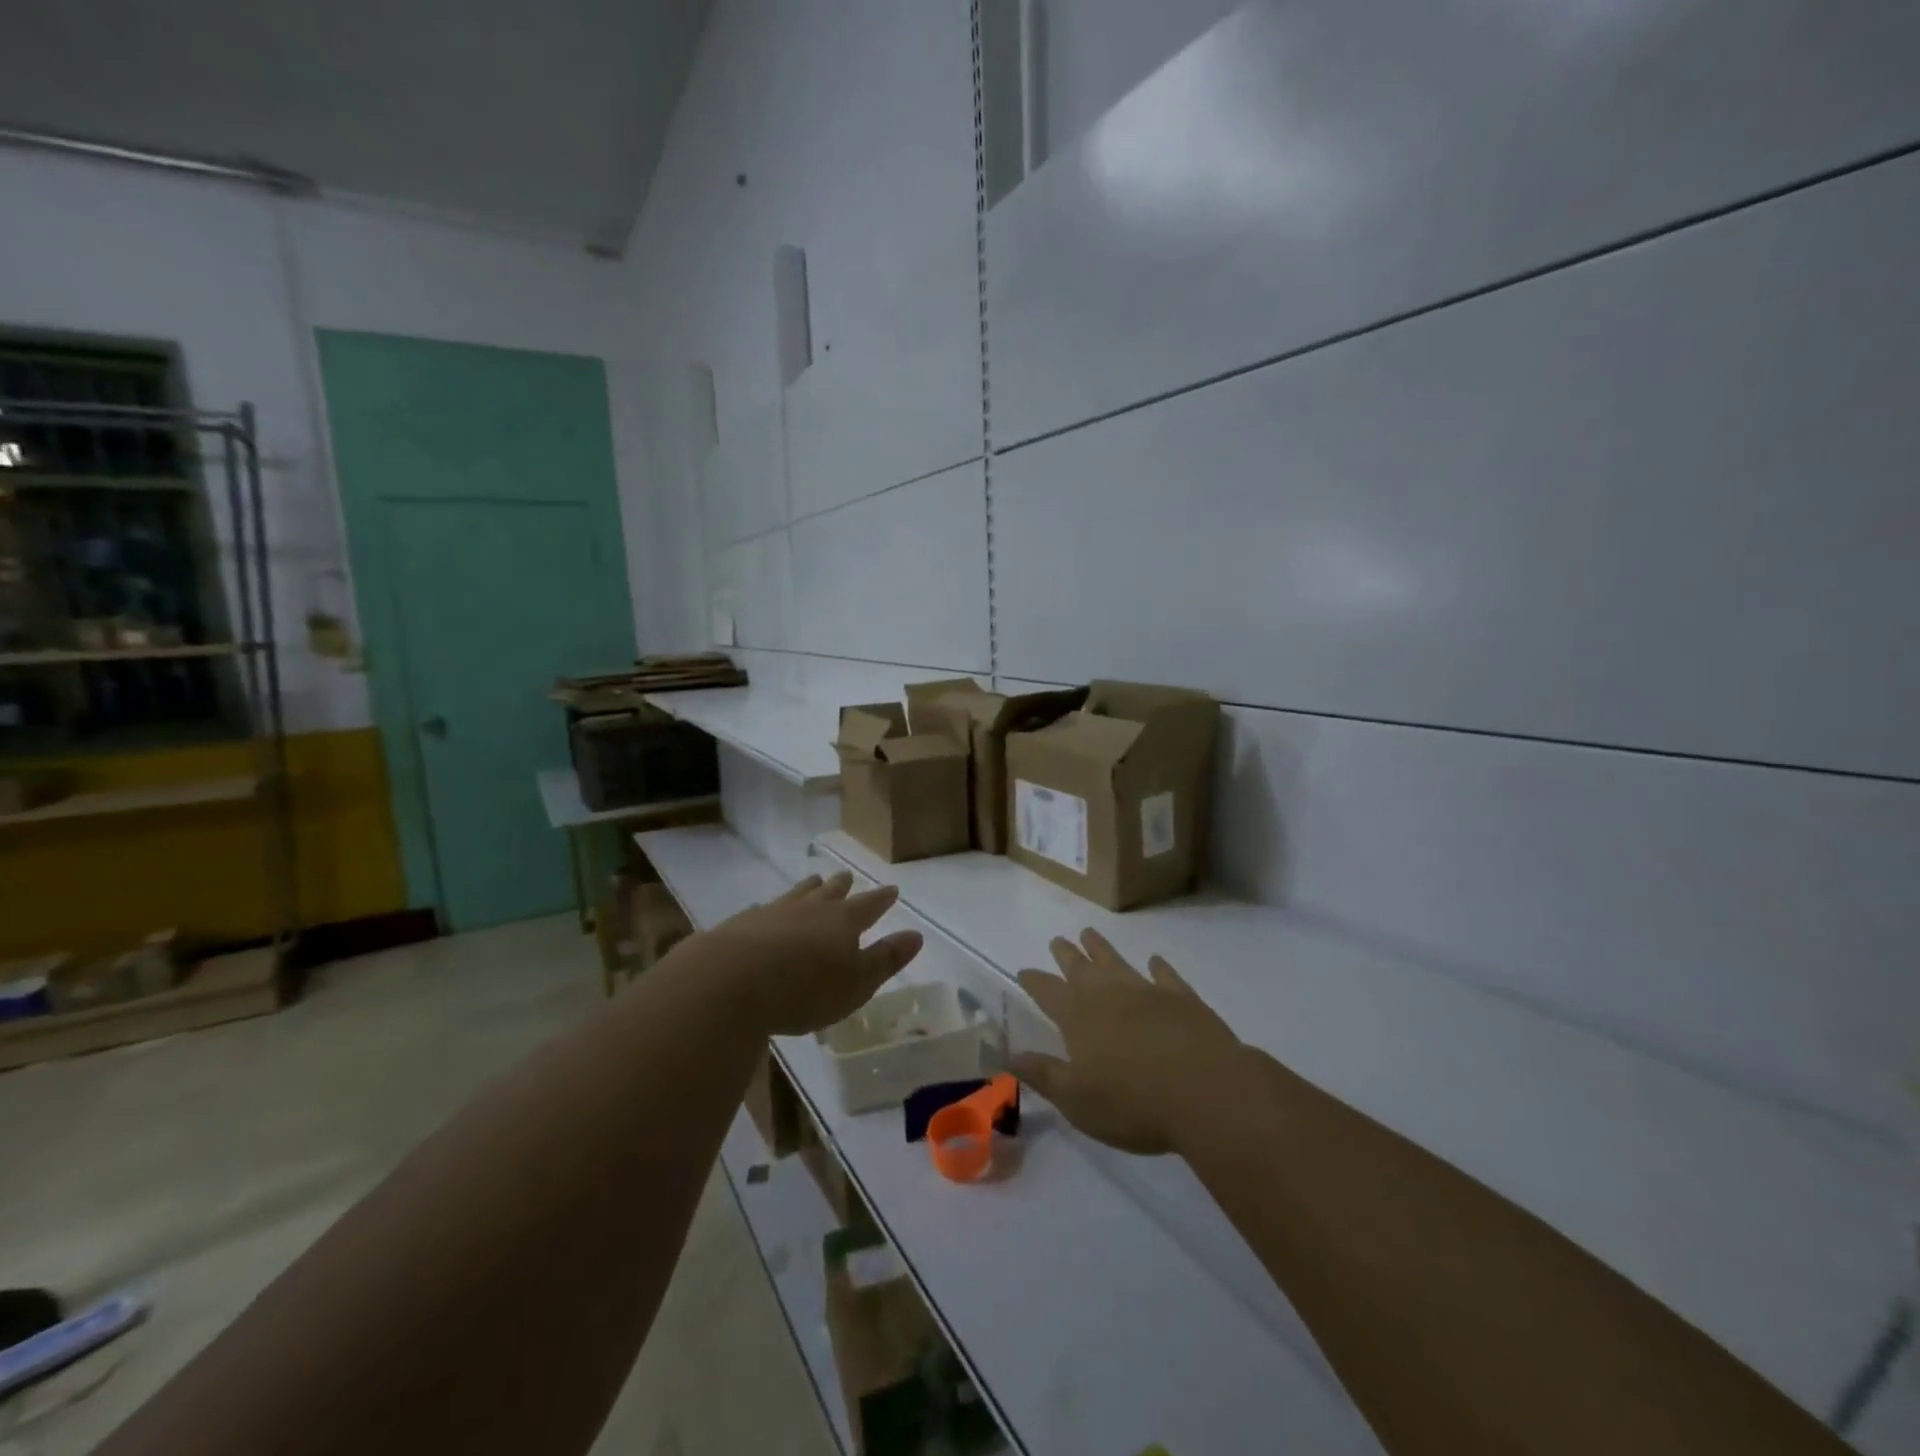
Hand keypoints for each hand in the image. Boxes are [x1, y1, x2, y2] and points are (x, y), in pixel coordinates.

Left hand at [705, 871, 922, 1036]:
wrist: (732, 982)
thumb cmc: (805, 989)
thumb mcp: (857, 983)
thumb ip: (885, 959)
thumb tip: (916, 935)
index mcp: (843, 922)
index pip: (869, 905)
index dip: (882, 899)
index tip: (892, 889)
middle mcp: (810, 909)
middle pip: (831, 892)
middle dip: (842, 886)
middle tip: (847, 876)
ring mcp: (773, 913)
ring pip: (797, 894)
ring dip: (808, 888)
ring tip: (814, 879)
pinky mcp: (741, 925)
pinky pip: (762, 910)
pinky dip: (769, 909)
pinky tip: (763, 910)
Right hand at [1012, 929, 1245, 1154]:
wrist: (1205, 1091)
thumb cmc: (1132, 1103)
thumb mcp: (1076, 1100)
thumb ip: (1043, 1074)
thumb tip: (1010, 1054)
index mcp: (1078, 1017)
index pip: (1048, 992)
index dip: (1034, 981)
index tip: (1025, 970)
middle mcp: (1108, 995)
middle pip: (1080, 968)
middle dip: (1066, 955)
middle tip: (1057, 940)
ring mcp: (1146, 992)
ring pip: (1117, 962)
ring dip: (1101, 948)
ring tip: (1090, 933)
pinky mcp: (1182, 999)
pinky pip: (1165, 976)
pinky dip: (1158, 967)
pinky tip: (1155, 961)